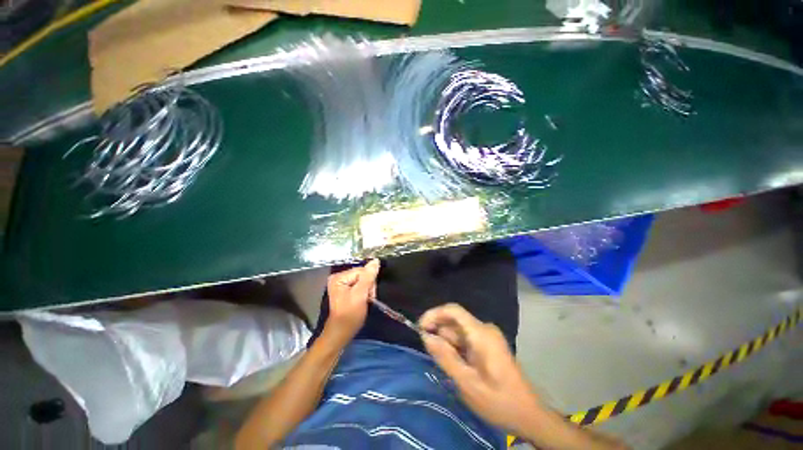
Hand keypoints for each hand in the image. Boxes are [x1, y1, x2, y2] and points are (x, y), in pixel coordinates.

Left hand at [323, 259, 379, 345]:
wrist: (342, 333)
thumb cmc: (350, 315)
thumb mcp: (360, 295)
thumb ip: (368, 277)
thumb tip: (376, 261)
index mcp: (339, 277)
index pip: (362, 270)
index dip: (369, 281)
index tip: (369, 294)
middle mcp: (338, 277)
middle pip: (362, 274)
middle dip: (368, 286)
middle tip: (366, 298)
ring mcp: (341, 284)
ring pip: (363, 280)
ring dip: (367, 290)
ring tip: (365, 301)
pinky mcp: (345, 290)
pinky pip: (360, 285)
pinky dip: (364, 292)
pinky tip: (362, 300)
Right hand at [419, 303, 541, 435]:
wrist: (528, 414)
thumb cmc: (499, 401)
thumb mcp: (467, 383)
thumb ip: (445, 357)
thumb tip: (425, 336)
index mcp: (481, 334)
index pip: (453, 310)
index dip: (434, 314)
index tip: (420, 328)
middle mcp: (484, 329)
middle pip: (454, 322)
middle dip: (440, 336)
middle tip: (434, 358)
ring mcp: (487, 336)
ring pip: (458, 332)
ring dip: (448, 346)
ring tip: (450, 369)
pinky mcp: (488, 343)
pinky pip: (465, 339)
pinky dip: (456, 350)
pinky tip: (458, 368)